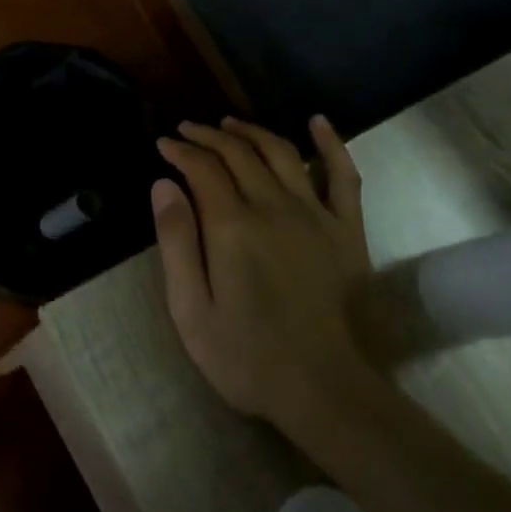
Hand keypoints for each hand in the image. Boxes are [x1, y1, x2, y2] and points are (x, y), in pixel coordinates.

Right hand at [153, 116, 373, 436]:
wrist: (324, 390)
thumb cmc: (245, 356)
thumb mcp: (190, 308)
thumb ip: (176, 241)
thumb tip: (163, 184)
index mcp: (232, 226)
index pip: (203, 169)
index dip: (180, 151)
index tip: (163, 144)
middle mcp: (274, 208)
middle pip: (239, 154)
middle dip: (208, 136)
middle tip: (187, 131)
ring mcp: (316, 215)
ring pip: (282, 153)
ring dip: (252, 132)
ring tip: (229, 124)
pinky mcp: (347, 230)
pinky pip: (343, 175)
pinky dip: (330, 144)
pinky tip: (316, 122)